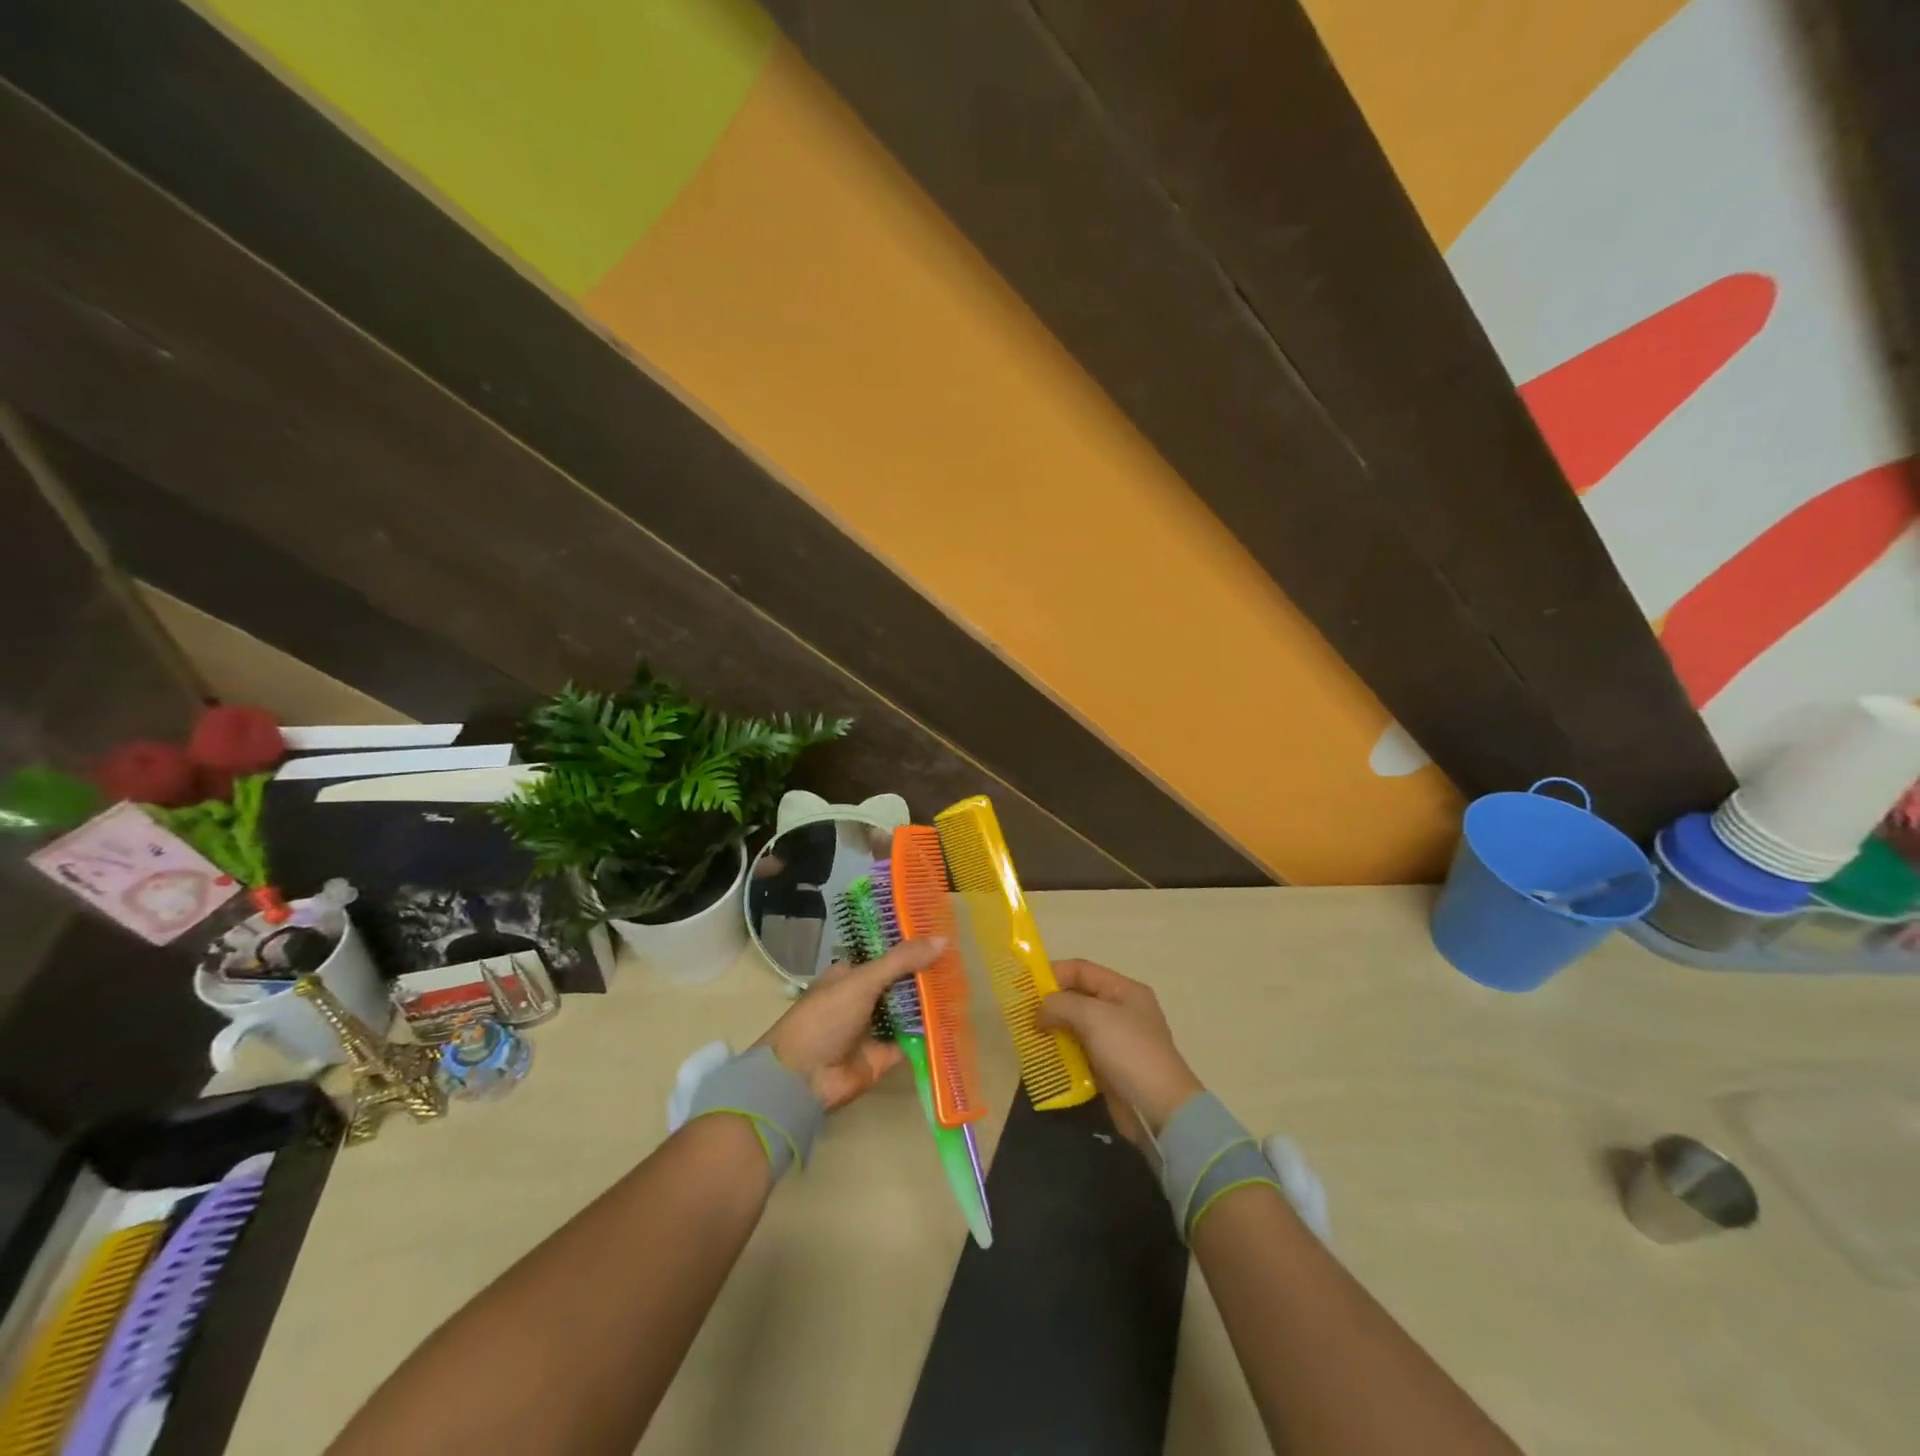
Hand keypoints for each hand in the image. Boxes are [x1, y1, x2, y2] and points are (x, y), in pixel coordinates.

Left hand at [756, 938, 942, 1110]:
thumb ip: (901, 961)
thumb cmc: (826, 1018)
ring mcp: (873, 1027)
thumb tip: (942, 939)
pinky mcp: (883, 1055)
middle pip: (899, 983)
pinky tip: (954, 1022)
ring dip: (929, 1003)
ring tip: (963, 987)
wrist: (803, 1079)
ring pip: (907, 1011)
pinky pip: (912, 1040)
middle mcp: (862, 998)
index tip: (941, 938)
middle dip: (924, 975)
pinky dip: (929, 1033)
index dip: (910, 947)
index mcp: (850, 975)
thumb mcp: (862, 981)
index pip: (885, 955)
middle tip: (959, 963)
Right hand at [1038, 959, 1202, 1133]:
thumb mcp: (1093, 1017)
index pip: (1082, 970)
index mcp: (1124, 990)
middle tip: (1022, 1014)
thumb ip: (1061, 1004)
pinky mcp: (1109, 1065)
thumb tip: (1039, 1010)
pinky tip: (1044, 1056)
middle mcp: (1121, 1009)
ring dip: (1053, 1027)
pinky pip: (1079, 1049)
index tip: (1025, 987)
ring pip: (1076, 1024)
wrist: (1159, 1109)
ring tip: (1029, 1035)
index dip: (1053, 973)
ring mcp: (1116, 1039)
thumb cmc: (1128, 1051)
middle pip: (1078, 996)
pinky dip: (1062, 1050)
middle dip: (1050, 1002)